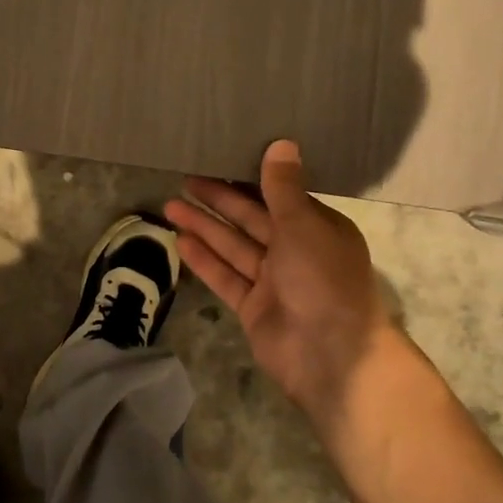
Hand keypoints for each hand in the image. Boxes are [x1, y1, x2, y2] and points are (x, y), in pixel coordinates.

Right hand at [165, 140, 397, 434]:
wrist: (332, 359)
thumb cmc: (324, 281)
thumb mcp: (304, 225)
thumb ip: (284, 187)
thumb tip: (282, 143)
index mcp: (317, 228)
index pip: (279, 195)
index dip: (249, 178)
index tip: (221, 158)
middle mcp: (296, 252)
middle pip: (251, 219)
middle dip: (219, 200)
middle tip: (186, 177)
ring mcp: (273, 282)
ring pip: (233, 246)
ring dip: (204, 226)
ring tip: (170, 204)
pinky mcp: (253, 308)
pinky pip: (225, 277)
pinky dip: (205, 260)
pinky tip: (179, 241)